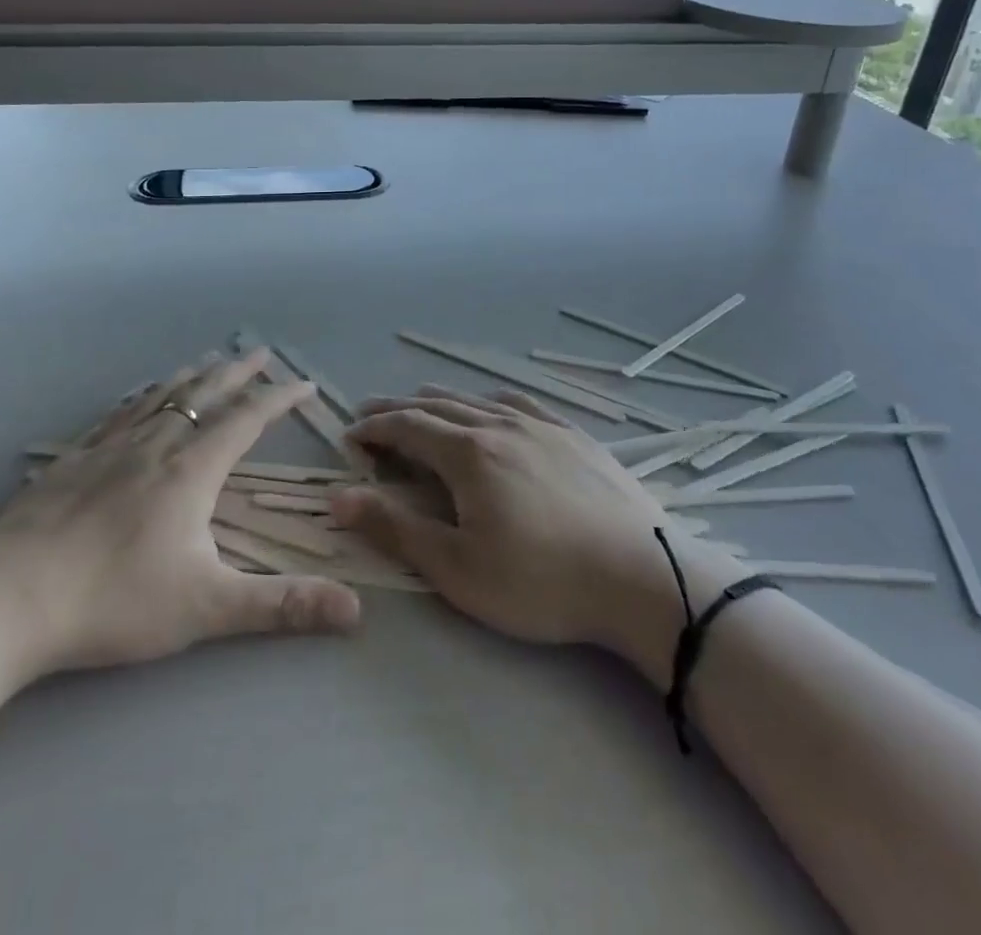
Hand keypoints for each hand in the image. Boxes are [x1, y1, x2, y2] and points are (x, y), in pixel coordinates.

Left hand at [0, 349, 361, 685]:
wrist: (7, 601)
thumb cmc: (115, 600)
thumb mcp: (208, 608)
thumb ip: (282, 605)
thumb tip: (356, 611)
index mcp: (192, 469)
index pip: (247, 419)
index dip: (280, 399)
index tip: (304, 384)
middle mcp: (155, 445)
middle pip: (205, 394)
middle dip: (238, 373)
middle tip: (261, 353)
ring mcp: (108, 449)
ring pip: (160, 397)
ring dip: (192, 377)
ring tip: (208, 362)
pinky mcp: (70, 462)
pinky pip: (116, 414)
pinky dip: (140, 397)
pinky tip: (137, 397)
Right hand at [332, 385, 743, 683]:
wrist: (640, 576)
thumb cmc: (540, 581)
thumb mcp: (458, 569)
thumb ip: (396, 528)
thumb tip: (340, 497)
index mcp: (468, 453)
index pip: (407, 426)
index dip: (374, 428)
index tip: (351, 434)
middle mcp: (500, 424)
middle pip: (437, 406)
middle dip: (399, 409)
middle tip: (372, 415)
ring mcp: (541, 425)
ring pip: (478, 400)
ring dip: (441, 401)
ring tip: (421, 404)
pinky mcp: (573, 435)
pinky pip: (520, 403)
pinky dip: (489, 401)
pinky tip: (492, 407)